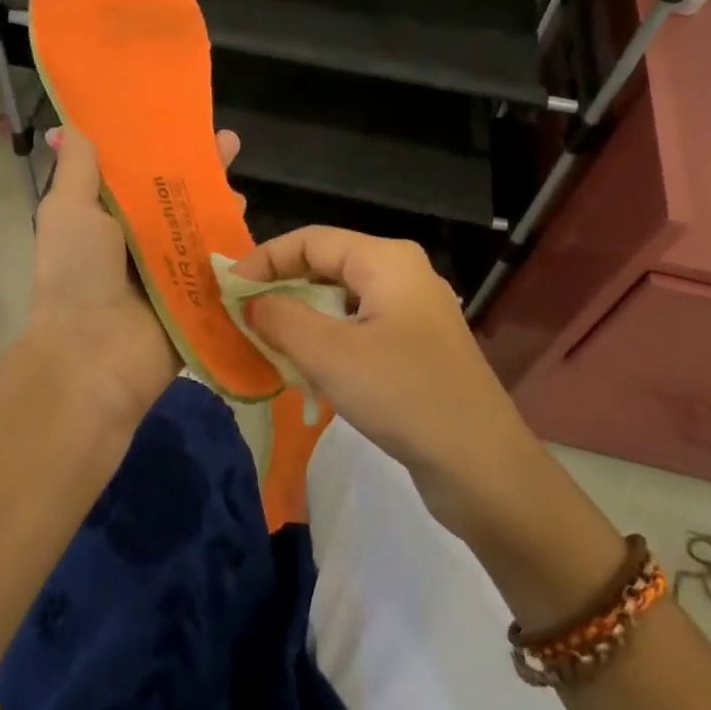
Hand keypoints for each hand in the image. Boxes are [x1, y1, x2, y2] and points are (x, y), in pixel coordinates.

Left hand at [19, 125, 240, 424]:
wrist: (94, 355)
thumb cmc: (76, 272)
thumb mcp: (68, 209)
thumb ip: (77, 167)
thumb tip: (72, 125)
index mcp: (108, 217)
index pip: (139, 172)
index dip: (160, 145)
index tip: (182, 119)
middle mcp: (140, 239)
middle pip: (178, 195)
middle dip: (203, 170)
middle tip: (229, 143)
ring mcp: (172, 268)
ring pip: (203, 226)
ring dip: (223, 203)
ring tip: (240, 185)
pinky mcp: (198, 295)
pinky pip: (221, 262)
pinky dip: (236, 243)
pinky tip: (249, 221)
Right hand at [231, 228, 543, 533]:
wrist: (483, 468)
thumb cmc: (404, 396)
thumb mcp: (330, 354)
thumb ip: (281, 319)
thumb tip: (251, 303)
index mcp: (387, 260)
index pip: (311, 240)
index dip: (264, 259)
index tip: (227, 290)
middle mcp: (402, 275)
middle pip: (326, 266)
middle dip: (281, 288)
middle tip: (241, 317)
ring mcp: (413, 313)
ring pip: (340, 301)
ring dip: (301, 318)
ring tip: (266, 344)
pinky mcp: (416, 348)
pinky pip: (359, 329)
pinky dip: (327, 341)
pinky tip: (307, 370)